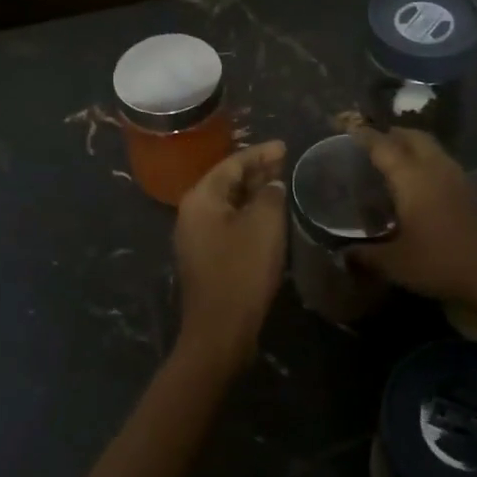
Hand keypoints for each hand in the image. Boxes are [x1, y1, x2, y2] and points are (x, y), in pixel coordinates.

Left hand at [173, 140, 288, 373]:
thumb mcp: (264, 225)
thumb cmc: (242, 270)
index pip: (232, 164)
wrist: (220, 329)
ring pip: (227, 203)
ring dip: (252, 192)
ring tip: (279, 183)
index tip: (284, 146)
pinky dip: (247, 213)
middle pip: (226, 181)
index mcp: (201, 198)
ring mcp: (195, 237)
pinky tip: (267, 216)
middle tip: (284, 161)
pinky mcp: (205, 257)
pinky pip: (227, 223)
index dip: (260, 153)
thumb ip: (269, 194)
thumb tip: (271, 184)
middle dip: (255, 170)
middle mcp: (191, 212)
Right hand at [350, 127, 476, 305]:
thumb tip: (343, 255)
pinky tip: (423, 187)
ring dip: (414, 147)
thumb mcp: (396, 264)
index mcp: (410, 177)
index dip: (363, 135)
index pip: (382, 145)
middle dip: (393, 133)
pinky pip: (445, 166)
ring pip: (433, 149)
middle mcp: (435, 168)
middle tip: (374, 141)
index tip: (347, 126)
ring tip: (397, 161)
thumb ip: (366, 256)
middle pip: (413, 136)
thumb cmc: (443, 261)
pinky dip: (429, 165)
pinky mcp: (475, 192)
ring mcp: (459, 178)